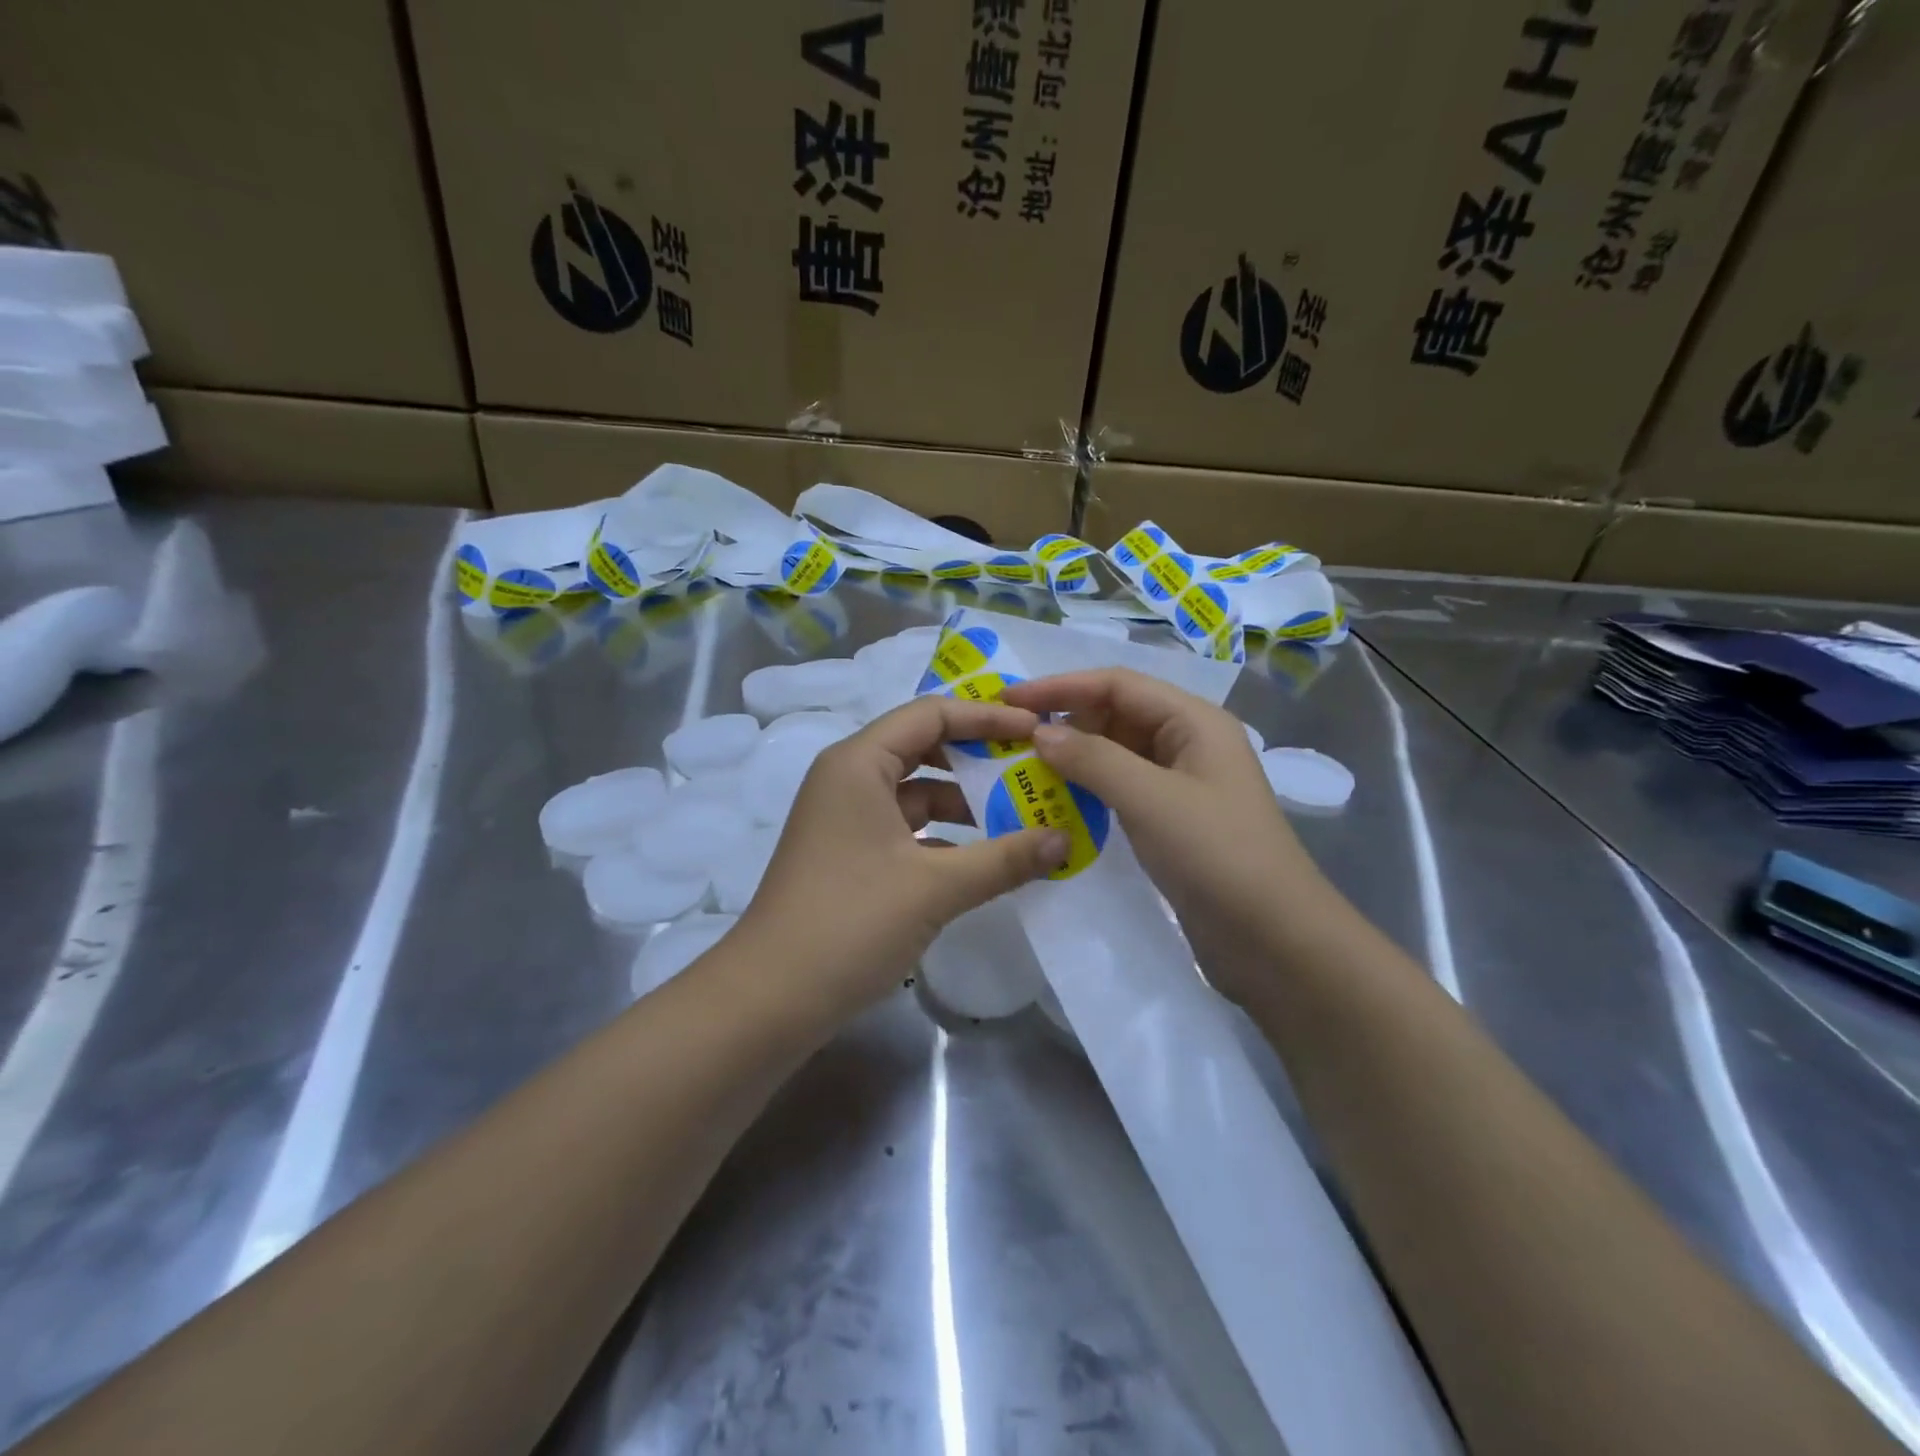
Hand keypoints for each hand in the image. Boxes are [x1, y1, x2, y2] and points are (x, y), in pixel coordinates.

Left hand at [739, 695, 1069, 1013]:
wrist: (771, 998)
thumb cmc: (851, 923)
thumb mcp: (936, 887)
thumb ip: (1005, 859)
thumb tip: (1064, 839)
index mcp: (858, 763)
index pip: (931, 714)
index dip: (987, 717)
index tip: (1037, 732)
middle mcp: (847, 778)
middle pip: (922, 746)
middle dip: (978, 756)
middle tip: (1032, 768)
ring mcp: (845, 817)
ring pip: (915, 790)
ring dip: (964, 801)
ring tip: (1020, 815)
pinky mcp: (848, 853)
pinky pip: (905, 826)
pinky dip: (943, 834)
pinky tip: (982, 858)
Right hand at [1002, 669, 1332, 1001]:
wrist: (1275, 940)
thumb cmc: (1217, 856)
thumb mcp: (1151, 799)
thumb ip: (1093, 759)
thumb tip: (1041, 732)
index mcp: (1194, 721)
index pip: (1117, 684)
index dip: (1061, 686)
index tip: (1009, 701)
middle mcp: (1188, 742)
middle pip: (1117, 714)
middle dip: (1066, 721)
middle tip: (1012, 740)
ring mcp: (1181, 783)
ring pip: (1117, 753)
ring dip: (1074, 757)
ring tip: (1025, 769)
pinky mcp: (1172, 820)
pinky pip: (1122, 789)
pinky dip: (1089, 789)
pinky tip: (1058, 802)